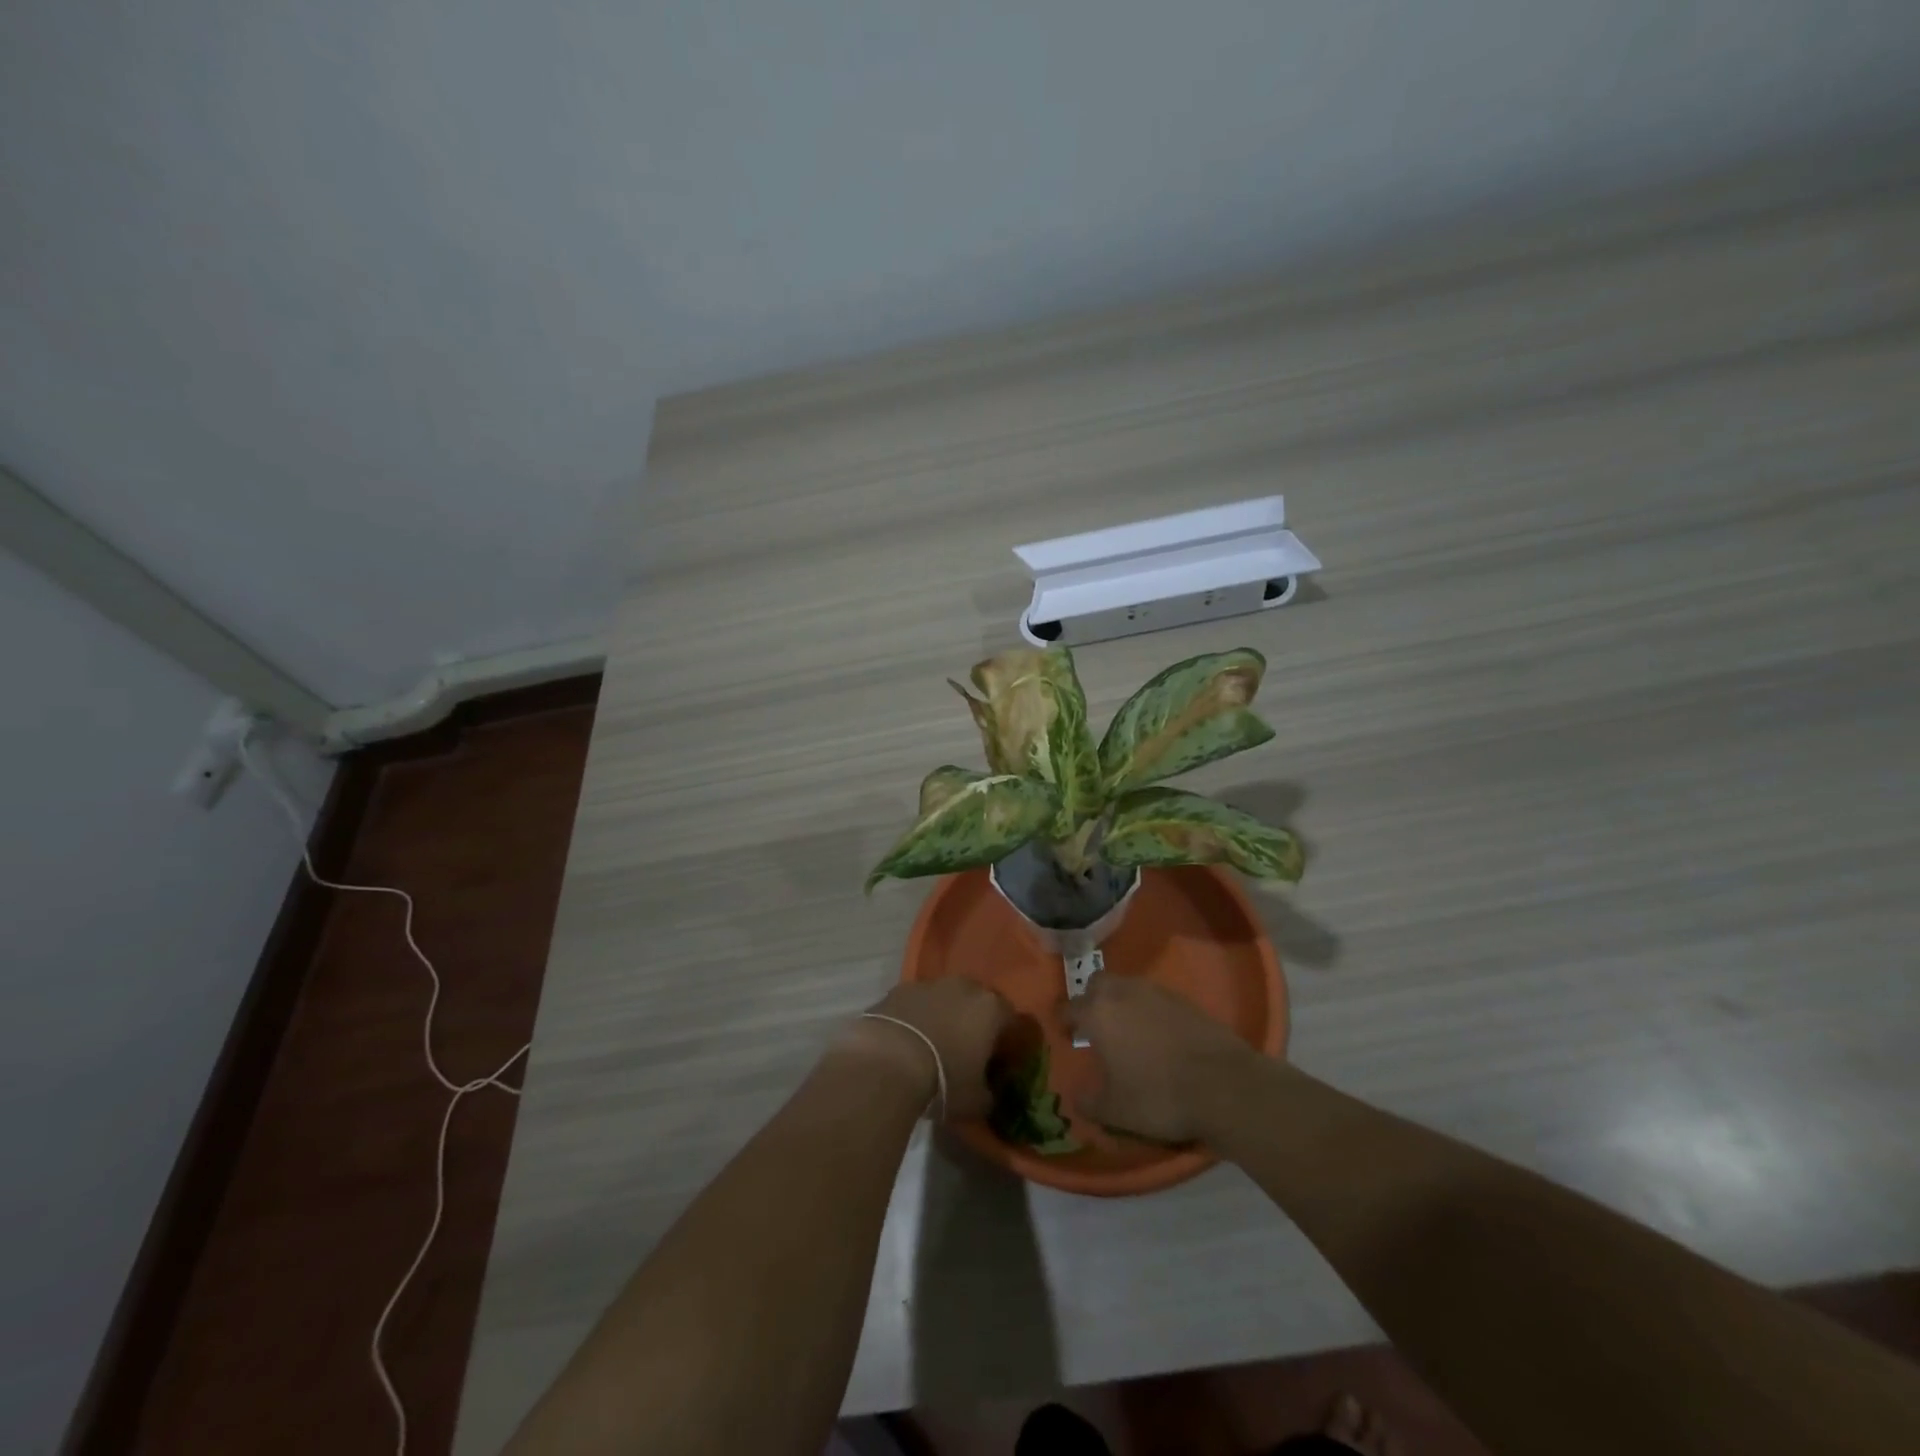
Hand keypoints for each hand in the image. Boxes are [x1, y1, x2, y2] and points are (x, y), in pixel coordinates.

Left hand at [837, 978, 1012, 1119]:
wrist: (886, 1062)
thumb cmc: (943, 1081)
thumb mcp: (976, 1102)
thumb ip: (989, 1094)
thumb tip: (988, 1094)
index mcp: (990, 1008)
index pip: (1011, 1019)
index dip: (1007, 1040)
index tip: (999, 1061)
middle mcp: (963, 987)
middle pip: (977, 1001)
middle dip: (974, 1022)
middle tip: (966, 1050)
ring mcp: (928, 984)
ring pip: (944, 998)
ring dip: (943, 1016)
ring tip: (932, 1046)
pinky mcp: (897, 989)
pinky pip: (915, 1003)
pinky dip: (915, 1017)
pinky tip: (906, 1042)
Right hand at [1065, 976, 1260, 1142]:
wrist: (1223, 1085)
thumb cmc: (1159, 1096)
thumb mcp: (1115, 1111)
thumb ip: (1089, 1103)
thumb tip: (1077, 1098)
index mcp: (1099, 1013)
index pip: (1069, 1007)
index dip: (1064, 1022)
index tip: (1066, 1035)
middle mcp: (1123, 992)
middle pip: (1097, 984)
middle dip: (1091, 1000)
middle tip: (1095, 1027)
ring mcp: (1156, 992)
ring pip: (1127, 986)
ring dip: (1121, 1003)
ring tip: (1127, 1032)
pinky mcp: (1184, 1000)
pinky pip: (1154, 998)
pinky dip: (1149, 1011)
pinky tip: (1157, 1036)